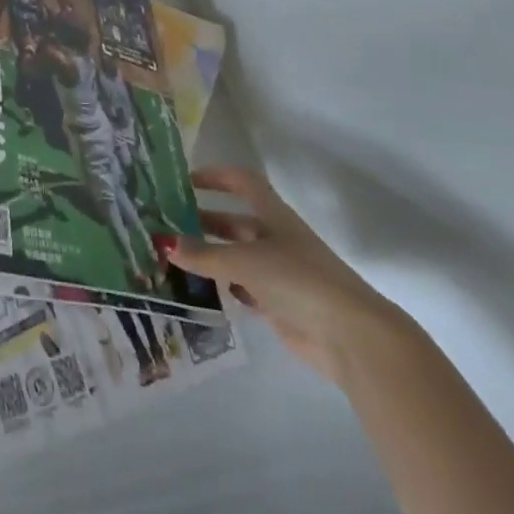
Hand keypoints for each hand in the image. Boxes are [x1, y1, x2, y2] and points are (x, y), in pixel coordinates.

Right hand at [169, 165, 412, 386]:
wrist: (349, 337)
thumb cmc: (298, 280)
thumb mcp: (245, 261)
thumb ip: (204, 254)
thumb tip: (164, 242)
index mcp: (273, 215)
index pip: (242, 182)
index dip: (215, 176)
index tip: (184, 181)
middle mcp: (275, 238)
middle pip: (235, 222)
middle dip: (203, 221)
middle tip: (167, 224)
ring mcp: (278, 273)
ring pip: (236, 257)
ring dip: (209, 256)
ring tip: (173, 257)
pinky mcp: (279, 305)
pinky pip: (242, 288)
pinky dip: (222, 286)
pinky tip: (198, 290)